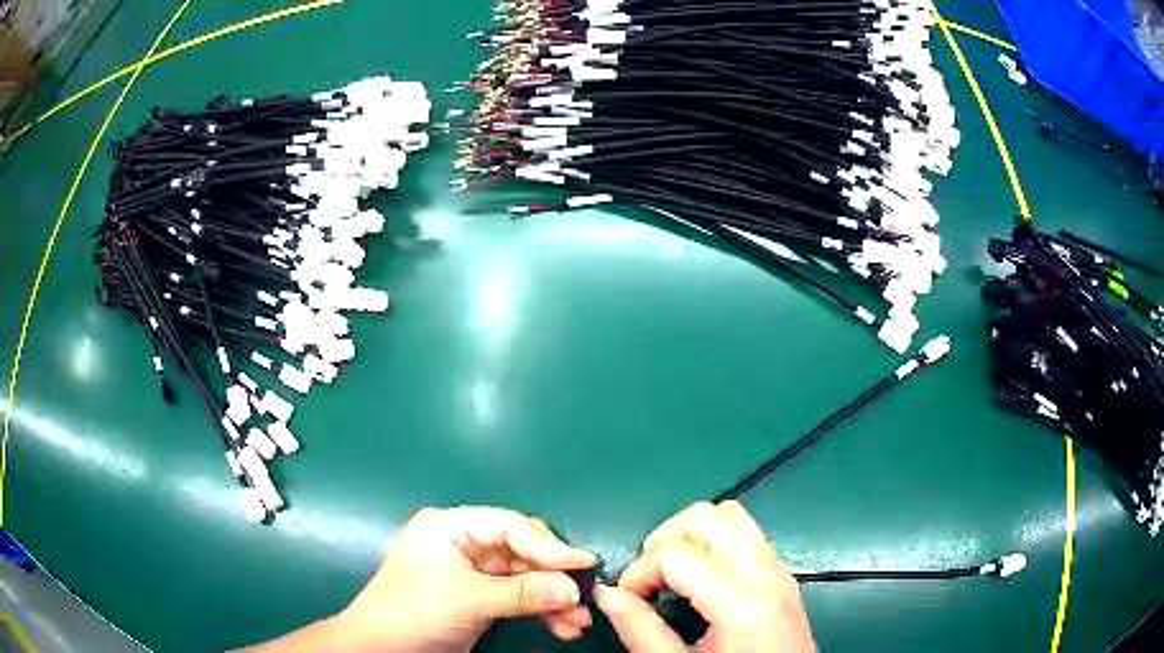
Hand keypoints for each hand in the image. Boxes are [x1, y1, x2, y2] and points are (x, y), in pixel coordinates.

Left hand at [338, 506, 596, 650]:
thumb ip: (523, 593)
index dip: (549, 546)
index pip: (510, 526)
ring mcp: (470, 572)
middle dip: (553, 577)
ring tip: (578, 622)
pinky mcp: (476, 597)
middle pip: (521, 551)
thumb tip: (573, 588)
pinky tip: (562, 627)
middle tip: (584, 598)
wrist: (380, 649)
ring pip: (523, 577)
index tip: (585, 565)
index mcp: (450, 527)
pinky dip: (538, 611)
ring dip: (551, 599)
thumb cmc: (415, 611)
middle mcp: (463, 542)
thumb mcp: (468, 600)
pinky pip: (516, 597)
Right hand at [595, 501, 815, 651]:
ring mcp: (779, 569)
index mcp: (742, 602)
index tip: (625, 599)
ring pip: (730, 515)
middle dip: (663, 541)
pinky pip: (747, 533)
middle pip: (706, 517)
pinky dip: (714, 541)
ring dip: (691, 535)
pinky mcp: (783, 574)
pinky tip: (700, 578)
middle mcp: (766, 573)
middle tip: (647, 581)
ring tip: (671, 574)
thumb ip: (641, 631)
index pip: (675, 553)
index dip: (637, 571)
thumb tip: (607, 594)